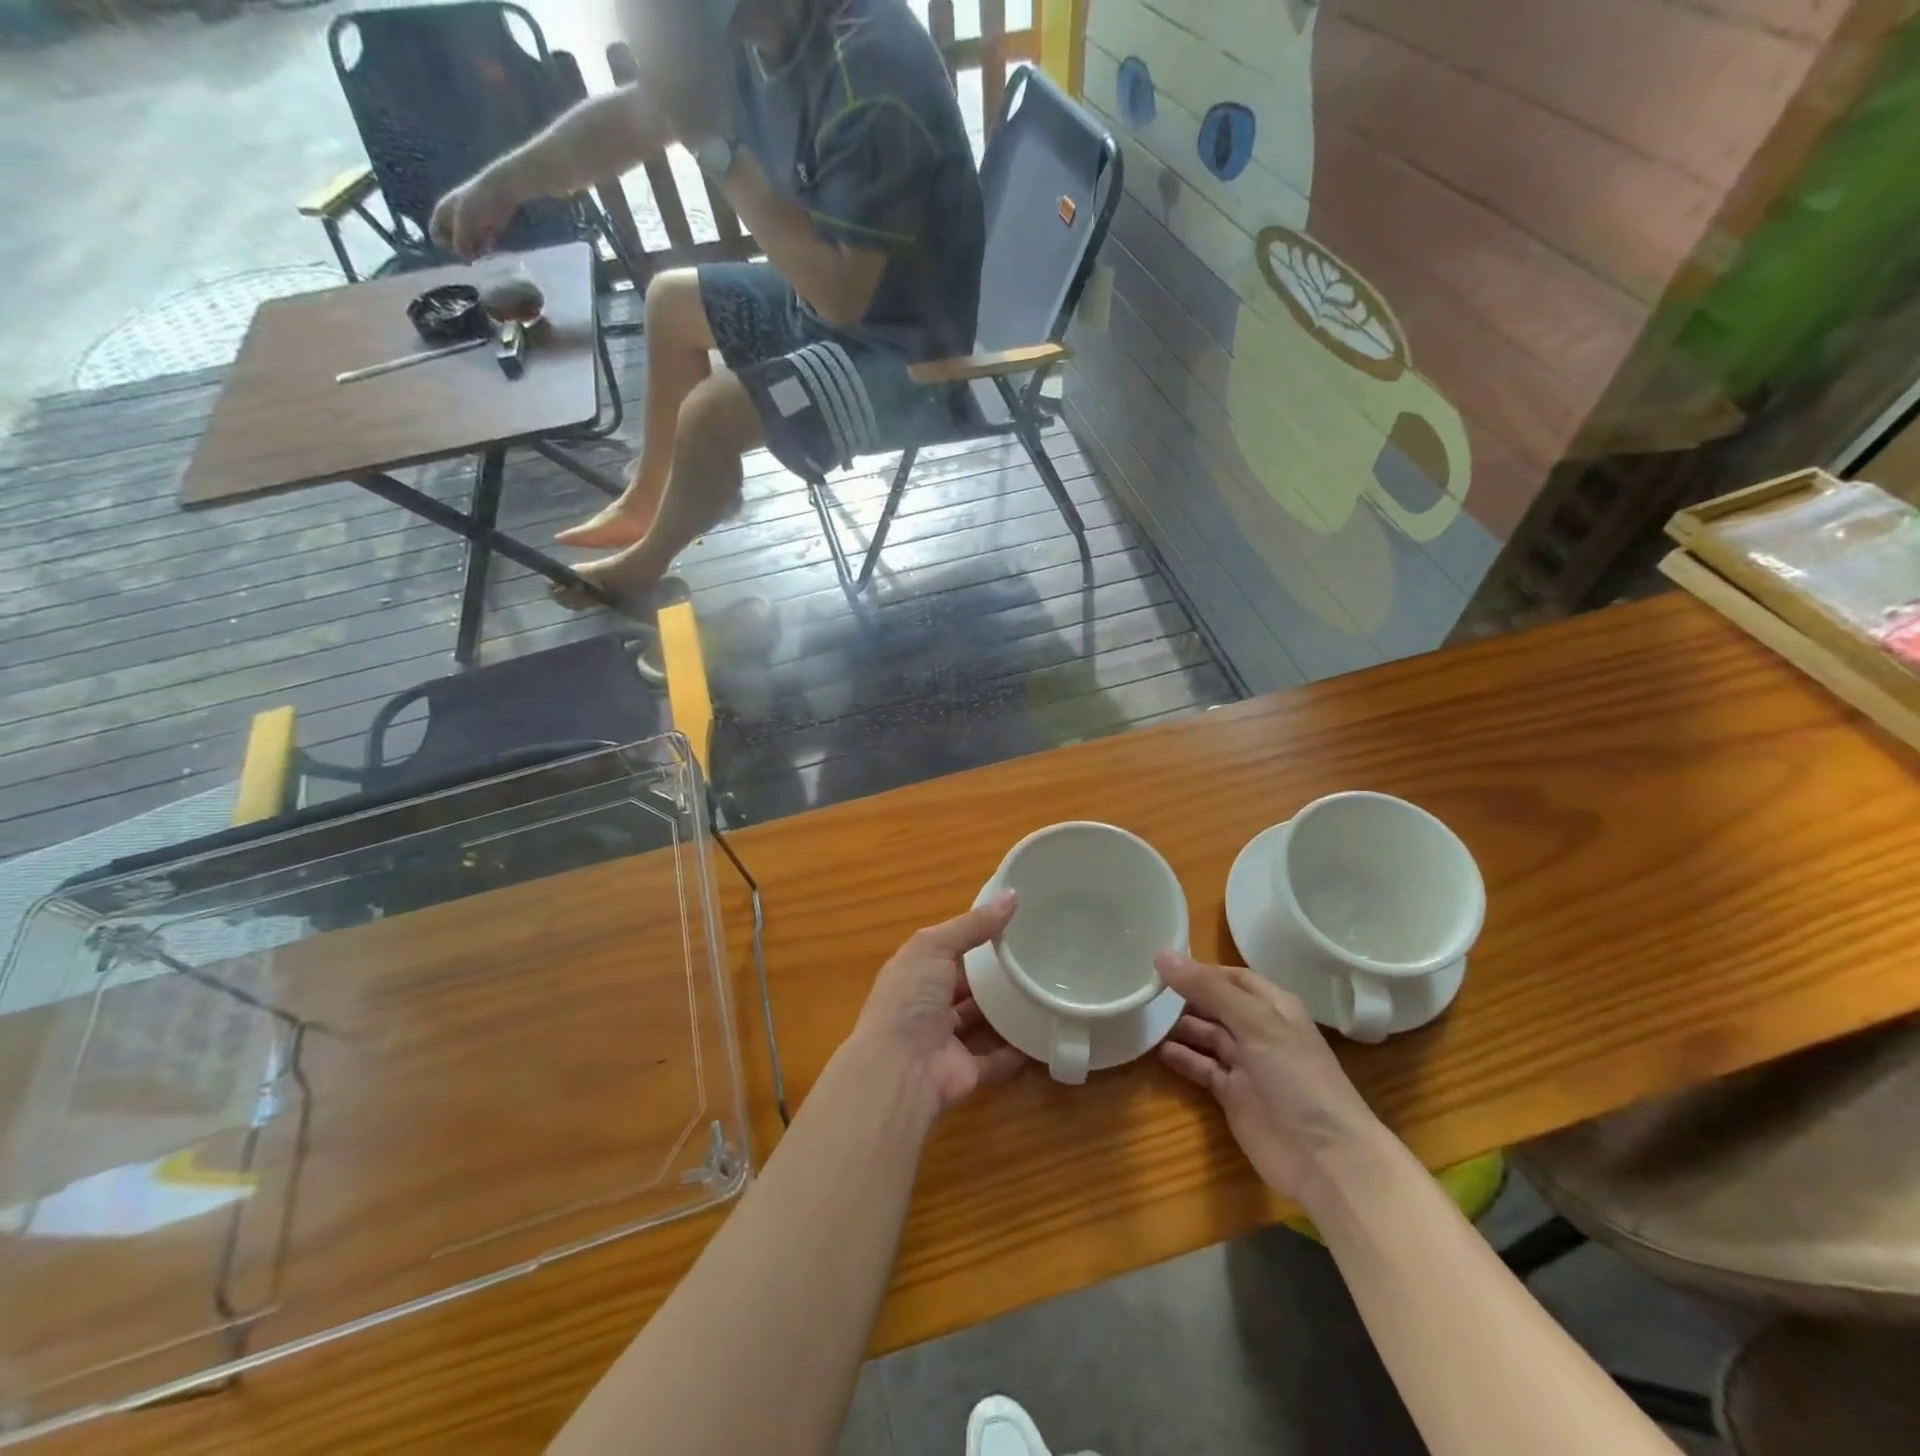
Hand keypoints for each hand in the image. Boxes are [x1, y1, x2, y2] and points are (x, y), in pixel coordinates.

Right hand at [430, 170, 518, 257]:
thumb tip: (461, 256)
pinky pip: (481, 245)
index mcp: (442, 213)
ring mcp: (470, 226)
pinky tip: (490, 245)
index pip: (435, 235)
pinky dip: (484, 248)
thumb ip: (460, 240)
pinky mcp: (485, 230)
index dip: (444, 245)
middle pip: (452, 243)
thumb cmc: (478, 203)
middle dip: (462, 250)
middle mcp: (453, 220)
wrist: (500, 192)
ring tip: (483, 246)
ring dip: (474, 251)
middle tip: (474, 251)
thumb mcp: (464, 223)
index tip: (458, 248)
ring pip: (468, 246)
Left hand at [847, 891, 1027, 1116]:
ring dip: (1009, 1010)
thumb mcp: (934, 946)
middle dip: (995, 975)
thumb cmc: (910, 999)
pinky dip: (1018, 1050)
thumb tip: (1012, 895)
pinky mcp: (966, 1072)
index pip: (948, 950)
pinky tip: (1044, 1032)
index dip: (976, 936)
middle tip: (1037, 957)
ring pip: (983, 1022)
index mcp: (916, 973)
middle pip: (967, 987)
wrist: (900, 1070)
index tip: (1014, 924)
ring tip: (1046, 989)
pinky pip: (998, 1058)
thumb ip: (973, 925)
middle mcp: (929, 1006)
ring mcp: (947, 1041)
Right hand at [1156, 952, 1384, 1202]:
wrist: (1326, 1160)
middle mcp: (1259, 1031)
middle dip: (1184, 996)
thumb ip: (1208, 988)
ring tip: (1143, 1015)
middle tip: (1143, 988)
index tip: (1161, 965)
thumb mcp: (1255, 1023)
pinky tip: (1156, 1050)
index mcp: (1273, 1007)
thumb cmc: (1297, 1078)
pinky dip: (1182, 1058)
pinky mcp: (1233, 1096)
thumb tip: (1161, 954)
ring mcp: (1246, 1065)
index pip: (1232, 977)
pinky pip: (1202, 1068)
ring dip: (1179, 1026)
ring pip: (1206, 1035)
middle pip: (1215, 1004)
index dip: (1200, 970)